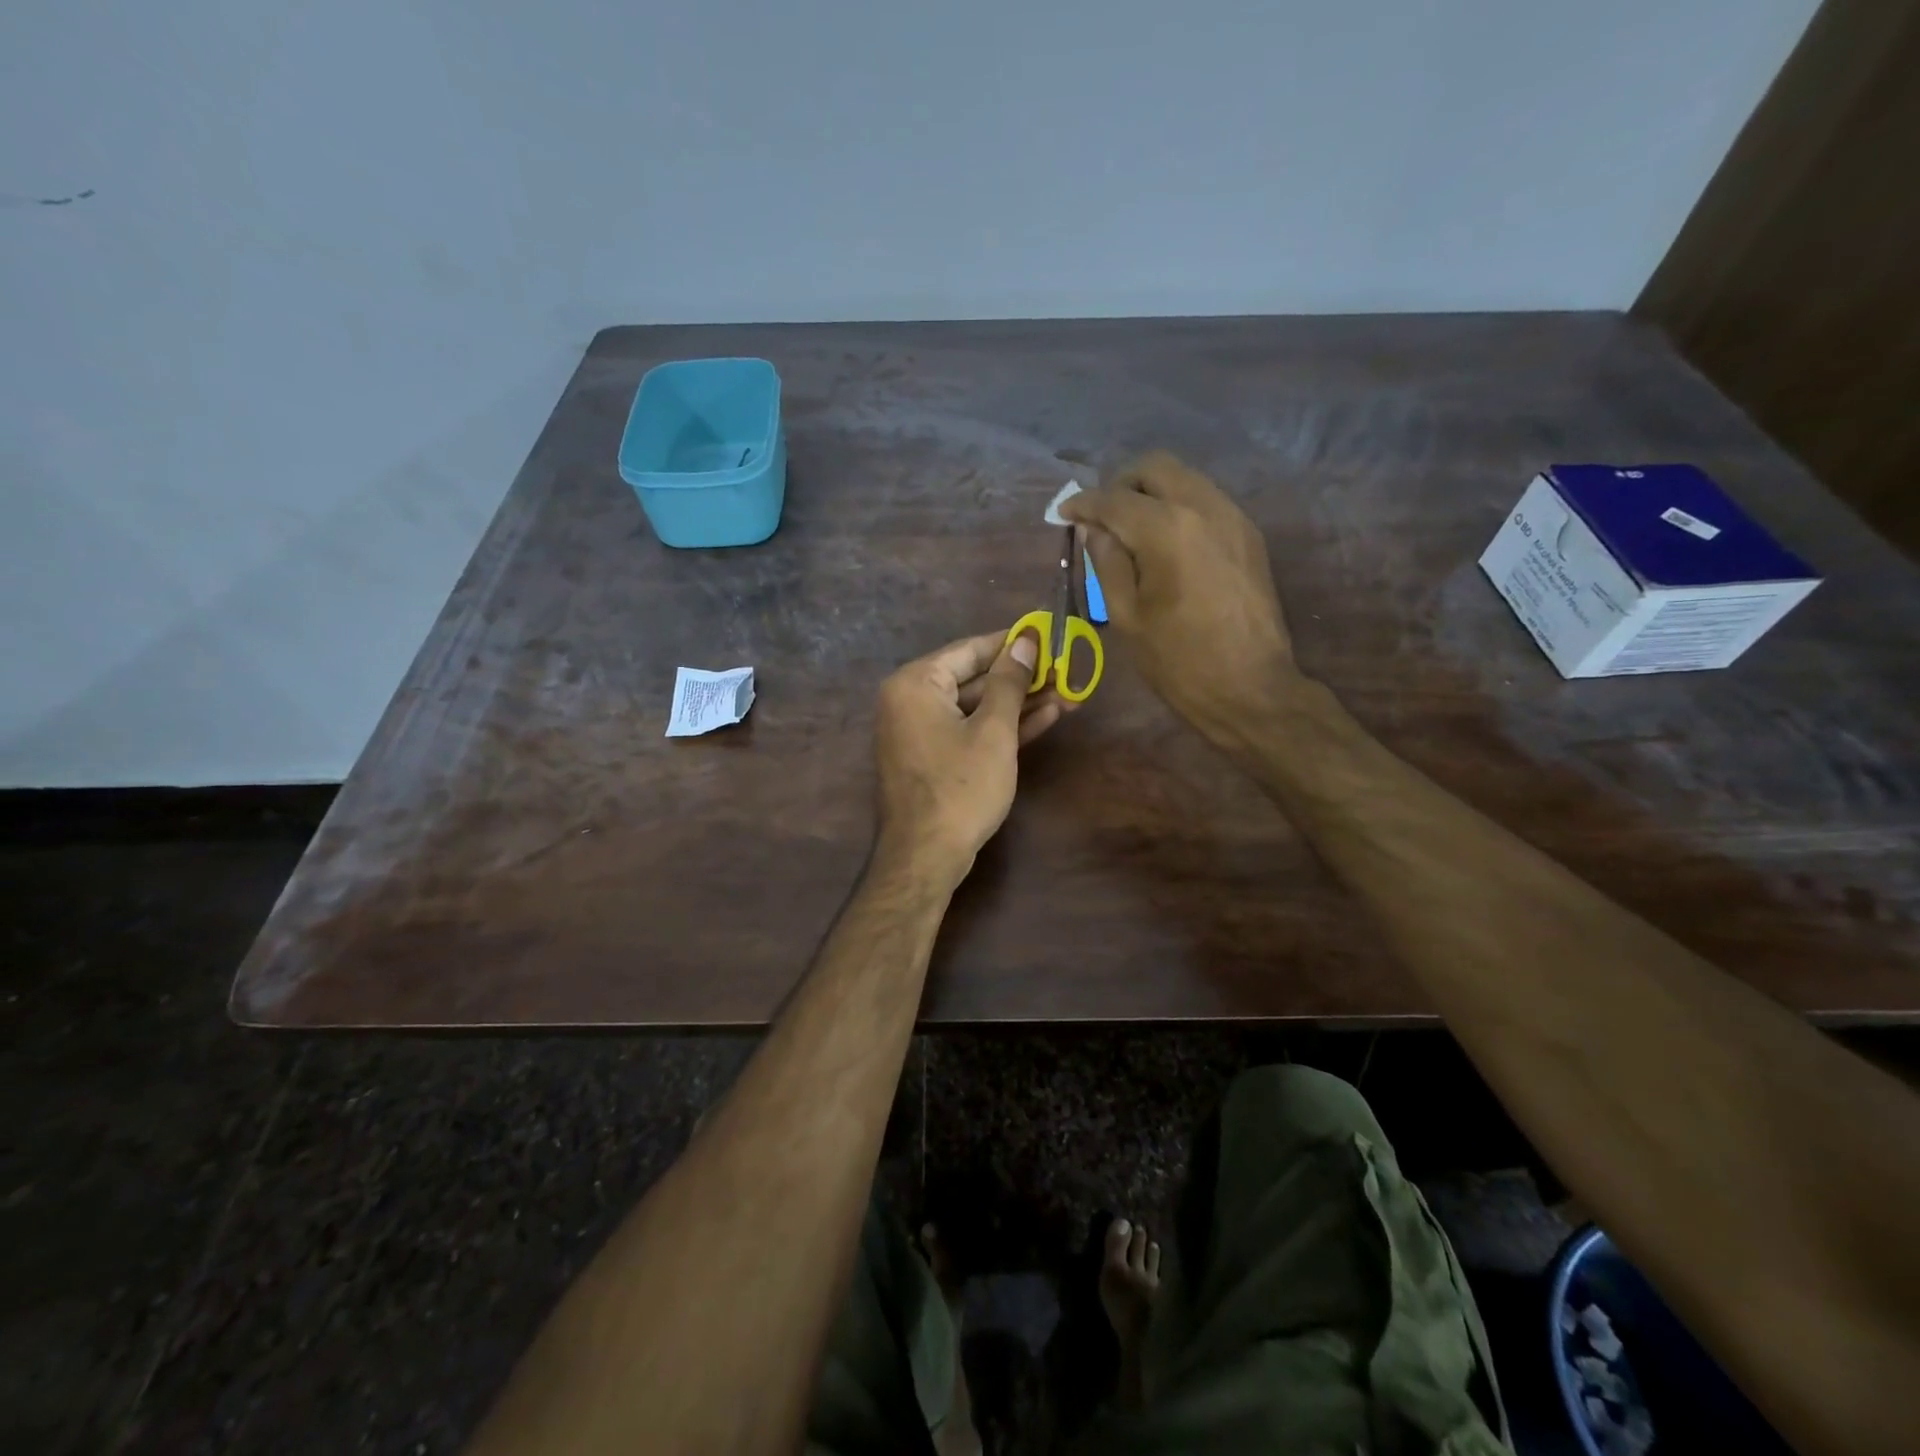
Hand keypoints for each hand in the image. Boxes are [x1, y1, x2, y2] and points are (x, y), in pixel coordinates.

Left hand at [873, 629, 1070, 883]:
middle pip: (973, 678)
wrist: (926, 856)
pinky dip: (1001, 727)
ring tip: (1066, 693)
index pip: (970, 649)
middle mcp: (909, 700)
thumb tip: (1026, 640)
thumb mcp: (993, 730)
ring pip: (974, 707)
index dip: (1012, 642)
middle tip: (1064, 669)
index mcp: (915, 683)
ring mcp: (918, 731)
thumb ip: (1009, 682)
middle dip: (1021, 677)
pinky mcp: (931, 757)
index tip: (1048, 635)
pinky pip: (968, 730)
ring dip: (1018, 703)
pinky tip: (1045, 717)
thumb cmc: (960, 787)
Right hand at [1062, 451, 1297, 741]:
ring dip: (1151, 493)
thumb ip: (1106, 562)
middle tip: (1100, 517)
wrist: (1250, 688)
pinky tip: (1165, 543)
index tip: (1064, 513)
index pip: (1113, 499)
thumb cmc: (1178, 661)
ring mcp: (1232, 517)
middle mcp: (1203, 507)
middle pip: (1154, 468)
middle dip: (1120, 484)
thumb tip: (1093, 528)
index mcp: (1166, 529)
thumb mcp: (1127, 616)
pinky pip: (1206, 500)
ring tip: (1130, 530)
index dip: (1082, 503)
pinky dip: (1178, 507)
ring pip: (1184, 479)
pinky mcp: (1248, 534)